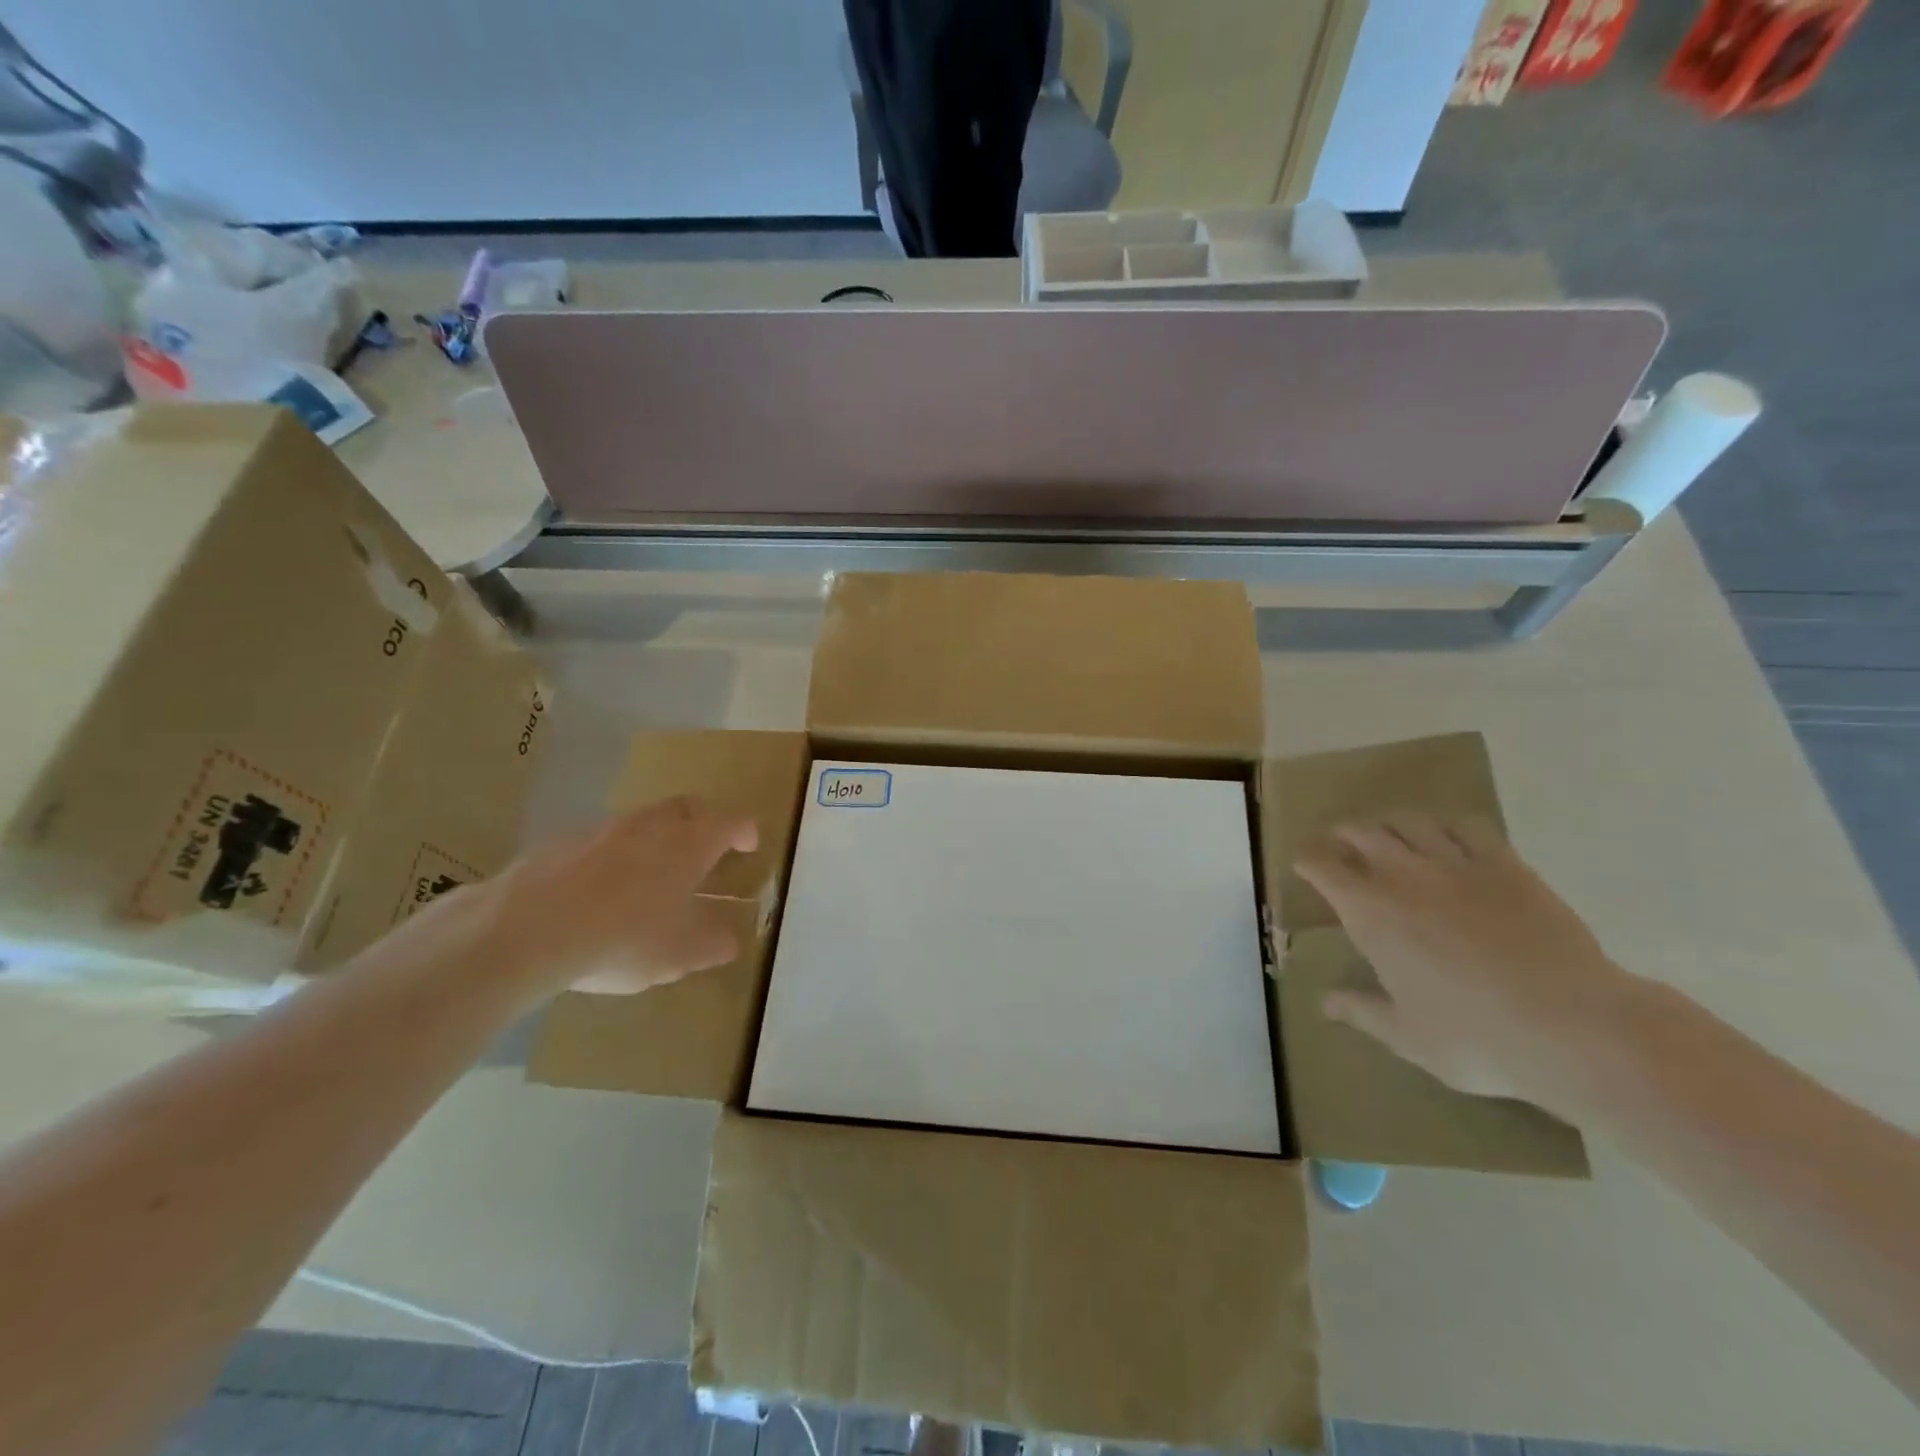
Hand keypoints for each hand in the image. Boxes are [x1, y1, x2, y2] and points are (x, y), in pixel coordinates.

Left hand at [423, 796, 757, 1000]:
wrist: (526, 928)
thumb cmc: (622, 938)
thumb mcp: (678, 955)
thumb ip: (711, 945)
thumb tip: (730, 940)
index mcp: (689, 844)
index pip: (730, 822)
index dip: (745, 831)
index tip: (750, 846)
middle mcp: (652, 826)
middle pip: (687, 807)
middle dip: (704, 821)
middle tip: (708, 846)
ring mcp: (605, 829)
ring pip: (643, 821)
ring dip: (657, 837)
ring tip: (655, 873)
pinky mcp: (564, 842)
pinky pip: (604, 841)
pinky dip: (616, 855)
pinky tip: (604, 890)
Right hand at [1295, 815, 1635, 1112]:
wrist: (1572, 1026)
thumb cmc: (1475, 1036)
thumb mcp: (1407, 1036)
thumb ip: (1361, 1011)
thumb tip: (1325, 1003)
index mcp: (1370, 913)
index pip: (1324, 869)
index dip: (1309, 862)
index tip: (1304, 864)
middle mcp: (1404, 877)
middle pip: (1363, 834)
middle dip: (1345, 833)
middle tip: (1341, 841)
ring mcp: (1457, 865)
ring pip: (1411, 823)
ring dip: (1391, 824)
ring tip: (1389, 832)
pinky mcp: (1506, 866)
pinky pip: (1468, 827)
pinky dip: (1447, 824)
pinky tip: (1447, 834)